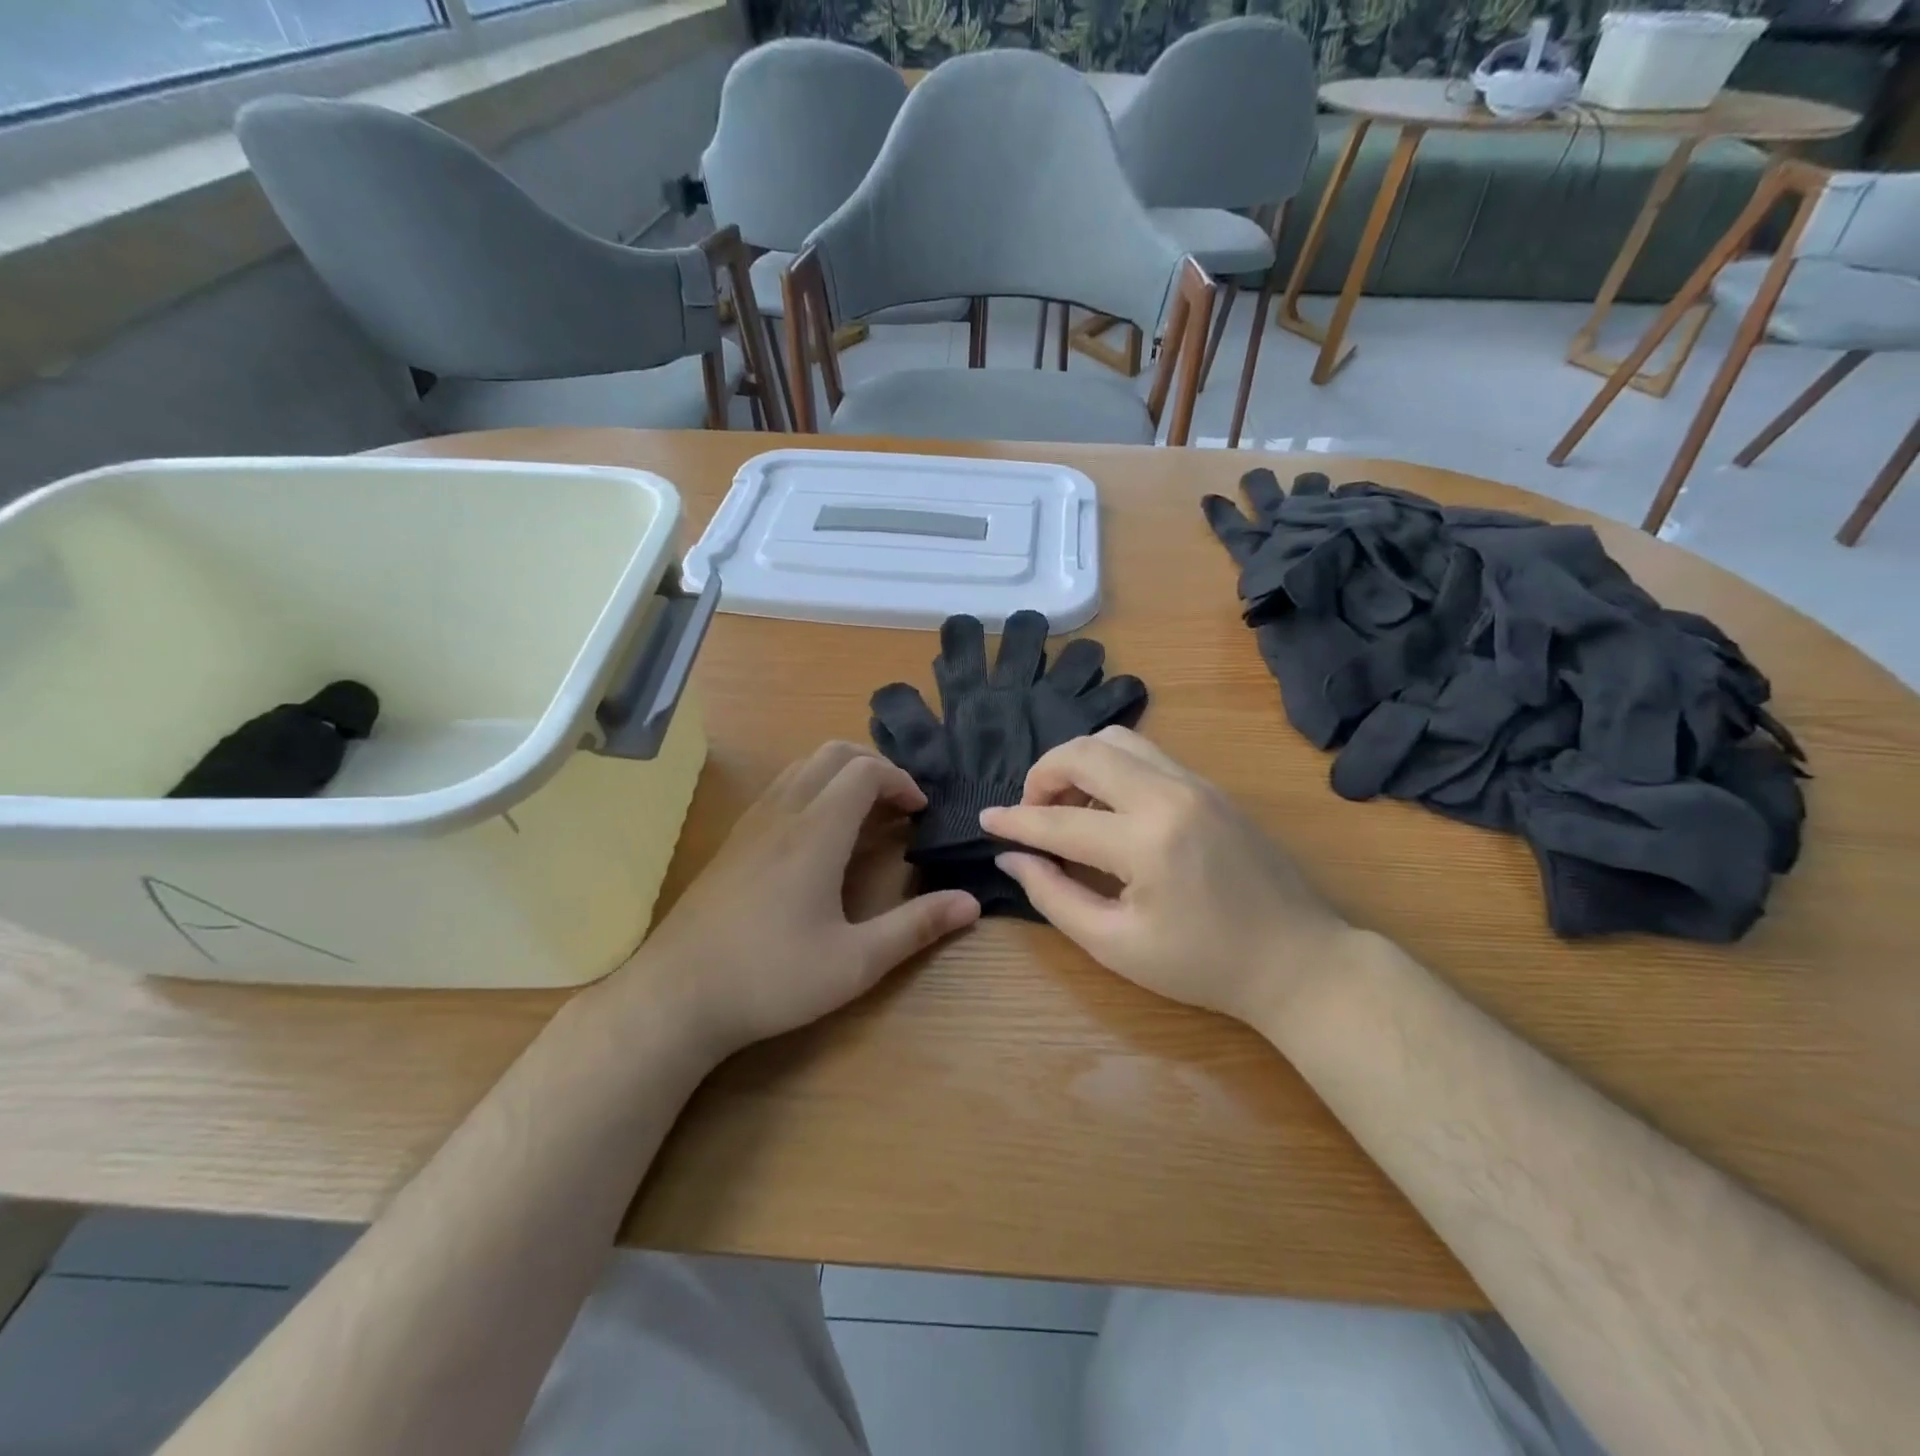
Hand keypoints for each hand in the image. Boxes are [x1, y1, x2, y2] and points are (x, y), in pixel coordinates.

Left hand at [631, 742, 979, 1058]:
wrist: (676, 995)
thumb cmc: (772, 977)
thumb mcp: (856, 962)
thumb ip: (916, 927)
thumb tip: (972, 902)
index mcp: (816, 831)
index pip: (866, 771)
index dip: (901, 781)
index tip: (921, 812)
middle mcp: (783, 812)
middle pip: (833, 754)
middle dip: (875, 767)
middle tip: (899, 806)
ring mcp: (752, 823)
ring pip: (802, 766)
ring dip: (841, 775)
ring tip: (865, 816)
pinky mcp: (733, 840)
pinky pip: (781, 788)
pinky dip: (813, 789)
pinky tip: (819, 838)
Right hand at [980, 728, 1351, 1030]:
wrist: (1299, 960)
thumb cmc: (1204, 966)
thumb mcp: (1116, 946)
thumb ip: (1054, 896)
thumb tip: (1013, 857)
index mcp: (1146, 842)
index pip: (1058, 820)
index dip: (1014, 820)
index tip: (985, 819)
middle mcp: (1169, 794)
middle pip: (1084, 751)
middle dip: (1042, 775)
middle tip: (1031, 812)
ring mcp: (1195, 782)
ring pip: (1116, 739)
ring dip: (1078, 764)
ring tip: (1069, 807)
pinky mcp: (1209, 785)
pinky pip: (1145, 753)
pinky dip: (1111, 767)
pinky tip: (1108, 808)